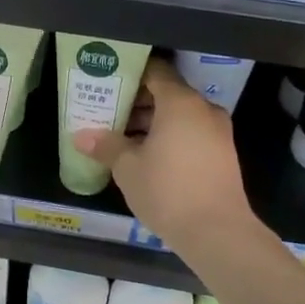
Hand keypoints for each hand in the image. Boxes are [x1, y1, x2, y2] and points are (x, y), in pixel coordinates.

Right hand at [72, 57, 253, 250]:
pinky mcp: (223, 154)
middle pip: (168, 93)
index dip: (130, 74)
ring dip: (153, 122)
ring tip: (122, 137)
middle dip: (138, 101)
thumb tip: (81, 136)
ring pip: (181, 115)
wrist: (217, 232)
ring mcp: (218, 132)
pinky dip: (170, 136)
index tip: (109, 82)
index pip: (155, 71)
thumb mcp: (128, 168)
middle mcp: (203, 109)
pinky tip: (147, 156)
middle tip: (108, 111)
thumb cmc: (168, 190)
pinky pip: (192, 133)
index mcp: (180, 102)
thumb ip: (106, 145)